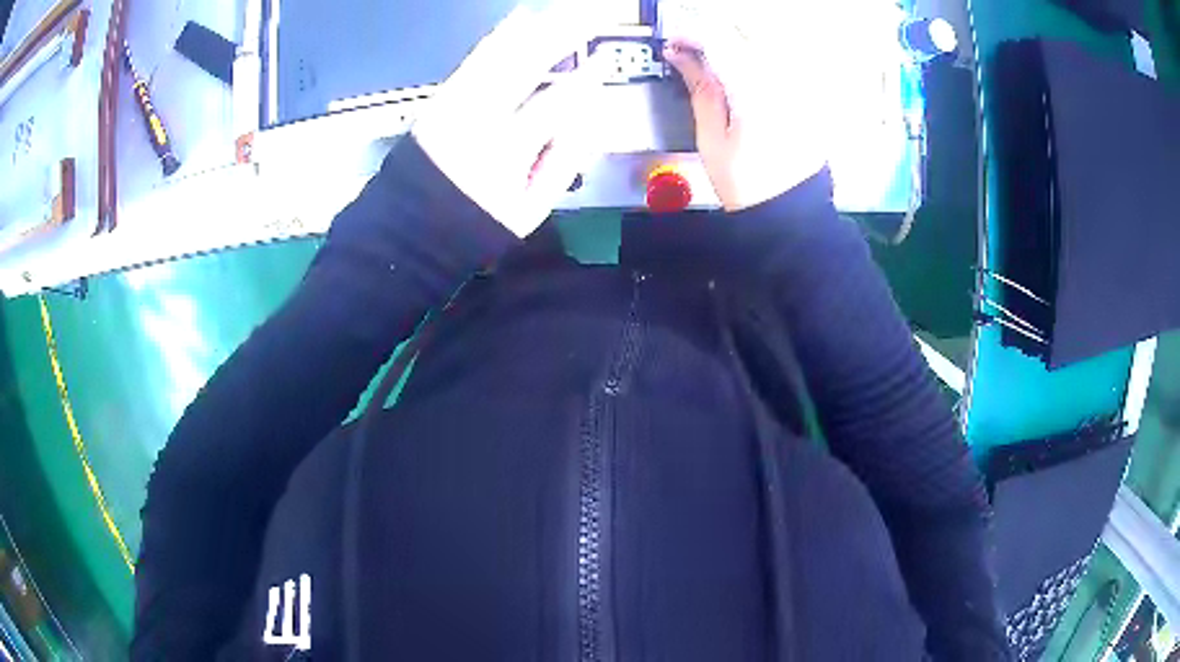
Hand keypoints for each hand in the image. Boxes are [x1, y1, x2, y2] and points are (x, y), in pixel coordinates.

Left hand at [413, 5, 608, 237]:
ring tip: (561, 12)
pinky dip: (501, 36)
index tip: (603, 62)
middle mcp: (476, 118)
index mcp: (504, 152)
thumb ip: (563, 162)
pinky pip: (476, 57)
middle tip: (590, 16)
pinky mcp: (440, 98)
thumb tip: (586, 120)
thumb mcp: (528, 210)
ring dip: (534, 28)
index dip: (584, 80)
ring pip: (499, 53)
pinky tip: (519, 21)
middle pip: (525, 64)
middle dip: (562, 35)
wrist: (408, 229)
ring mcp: (453, 104)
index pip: (554, 103)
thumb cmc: (474, 224)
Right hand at [662, 4, 830, 211]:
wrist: (790, 214)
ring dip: (735, 46)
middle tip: (692, 53)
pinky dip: (756, 61)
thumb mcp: (712, 139)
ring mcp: (800, 90)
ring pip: (764, 45)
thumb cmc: (751, 186)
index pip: (720, 41)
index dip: (691, 36)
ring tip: (716, 65)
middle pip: (744, 36)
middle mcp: (783, 84)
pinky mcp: (807, 98)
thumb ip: (701, 90)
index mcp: (756, 93)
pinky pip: (780, 64)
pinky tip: (743, 78)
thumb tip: (683, 59)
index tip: (674, 44)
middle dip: (713, 37)